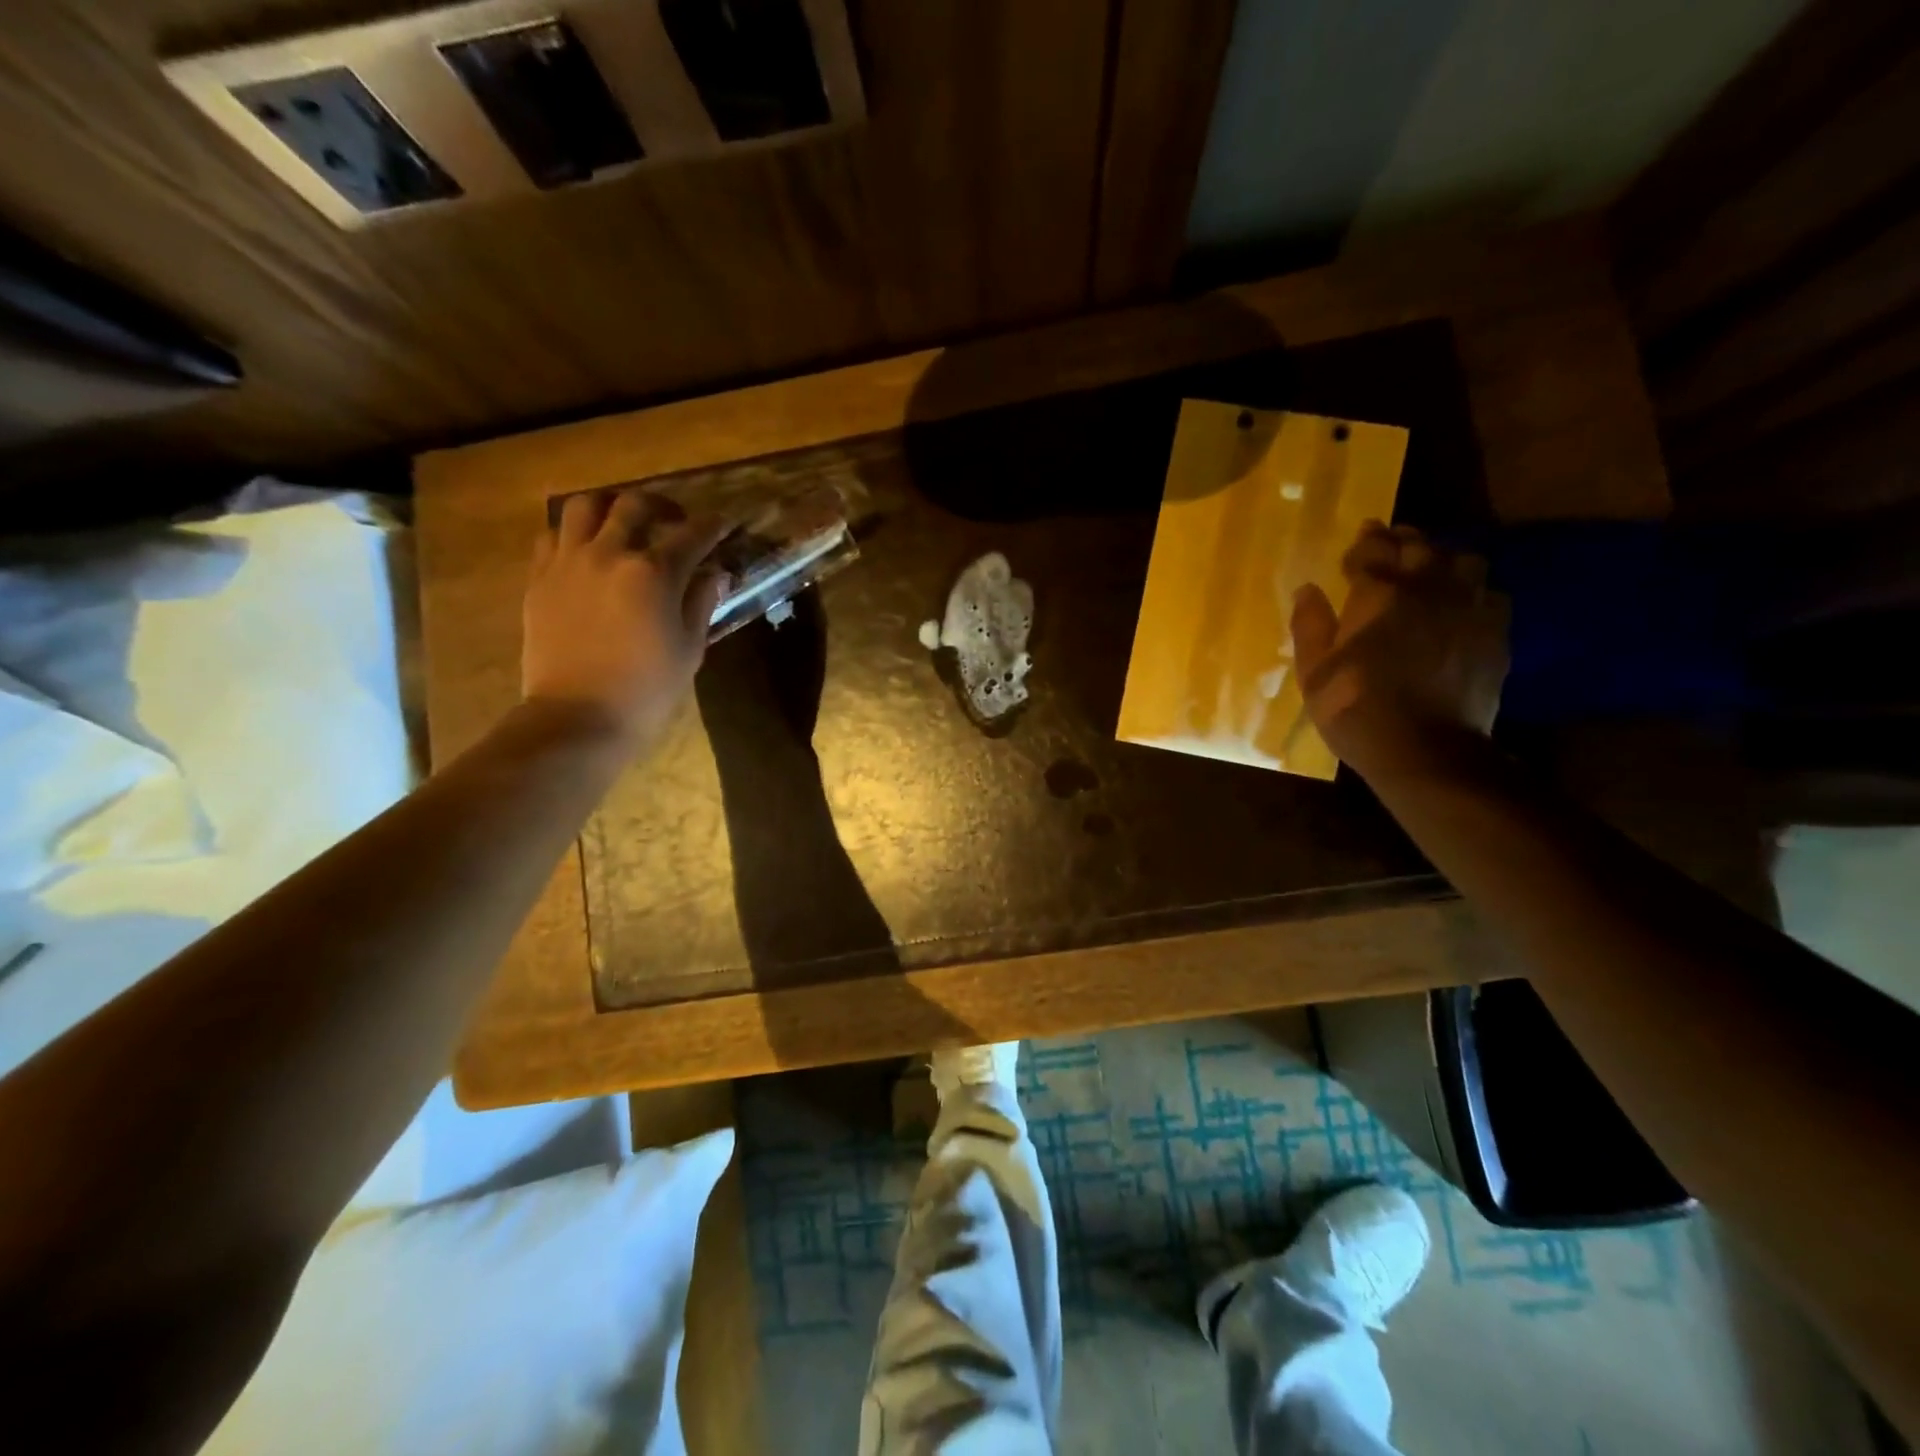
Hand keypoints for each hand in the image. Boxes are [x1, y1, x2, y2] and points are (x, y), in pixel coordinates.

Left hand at [521, 489, 730, 748]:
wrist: (578, 716)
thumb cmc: (647, 689)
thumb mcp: (689, 649)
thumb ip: (702, 603)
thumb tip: (717, 574)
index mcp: (654, 573)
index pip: (692, 535)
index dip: (713, 525)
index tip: (725, 522)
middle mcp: (609, 554)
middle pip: (634, 505)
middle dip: (661, 506)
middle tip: (674, 520)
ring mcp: (568, 562)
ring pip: (585, 507)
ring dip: (609, 508)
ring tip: (621, 525)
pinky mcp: (539, 578)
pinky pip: (553, 536)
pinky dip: (573, 534)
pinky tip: (586, 552)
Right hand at [1290, 522, 1508, 782]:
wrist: (1427, 750)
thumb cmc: (1356, 709)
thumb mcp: (1314, 672)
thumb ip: (1309, 625)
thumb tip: (1307, 589)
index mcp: (1378, 593)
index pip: (1371, 550)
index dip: (1362, 543)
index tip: (1356, 543)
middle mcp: (1427, 588)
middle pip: (1419, 545)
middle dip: (1401, 539)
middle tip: (1388, 544)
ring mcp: (1468, 608)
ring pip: (1463, 560)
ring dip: (1442, 559)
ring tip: (1428, 571)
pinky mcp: (1495, 633)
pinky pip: (1490, 594)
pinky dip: (1472, 592)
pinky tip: (1460, 606)